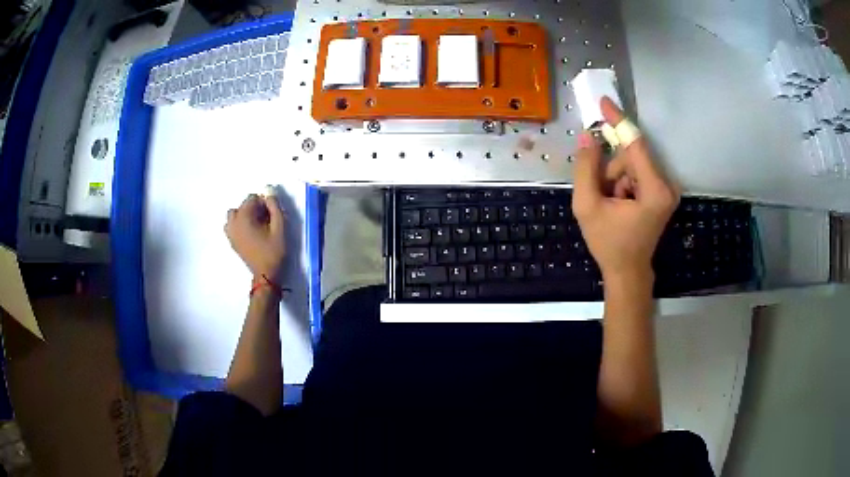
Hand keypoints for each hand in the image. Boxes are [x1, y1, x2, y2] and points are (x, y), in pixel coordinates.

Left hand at [225, 194, 286, 281]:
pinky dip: (238, 223)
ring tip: (255, 225)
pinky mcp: (231, 240)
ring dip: (245, 215)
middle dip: (255, 208)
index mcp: (244, 217)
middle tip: (266, 220)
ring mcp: (230, 232)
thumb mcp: (279, 227)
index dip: (264, 203)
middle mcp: (233, 222)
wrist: (265, 274)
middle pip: (243, 205)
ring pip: (235, 214)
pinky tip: (248, 232)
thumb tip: (269, 194)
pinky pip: (230, 225)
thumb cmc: (273, 251)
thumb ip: (275, 207)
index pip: (252, 198)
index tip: (271, 214)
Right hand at [572, 97, 679, 280]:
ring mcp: (667, 189)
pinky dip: (624, 183)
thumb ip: (585, 168)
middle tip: (602, 194)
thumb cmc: (608, 243)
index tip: (604, 102)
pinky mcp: (663, 192)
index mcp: (654, 190)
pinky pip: (638, 172)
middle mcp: (666, 185)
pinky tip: (620, 203)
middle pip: (632, 156)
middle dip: (612, 169)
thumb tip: (588, 136)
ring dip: (616, 177)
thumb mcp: (586, 206)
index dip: (618, 121)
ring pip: (633, 164)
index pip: (636, 145)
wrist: (627, 271)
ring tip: (612, 204)